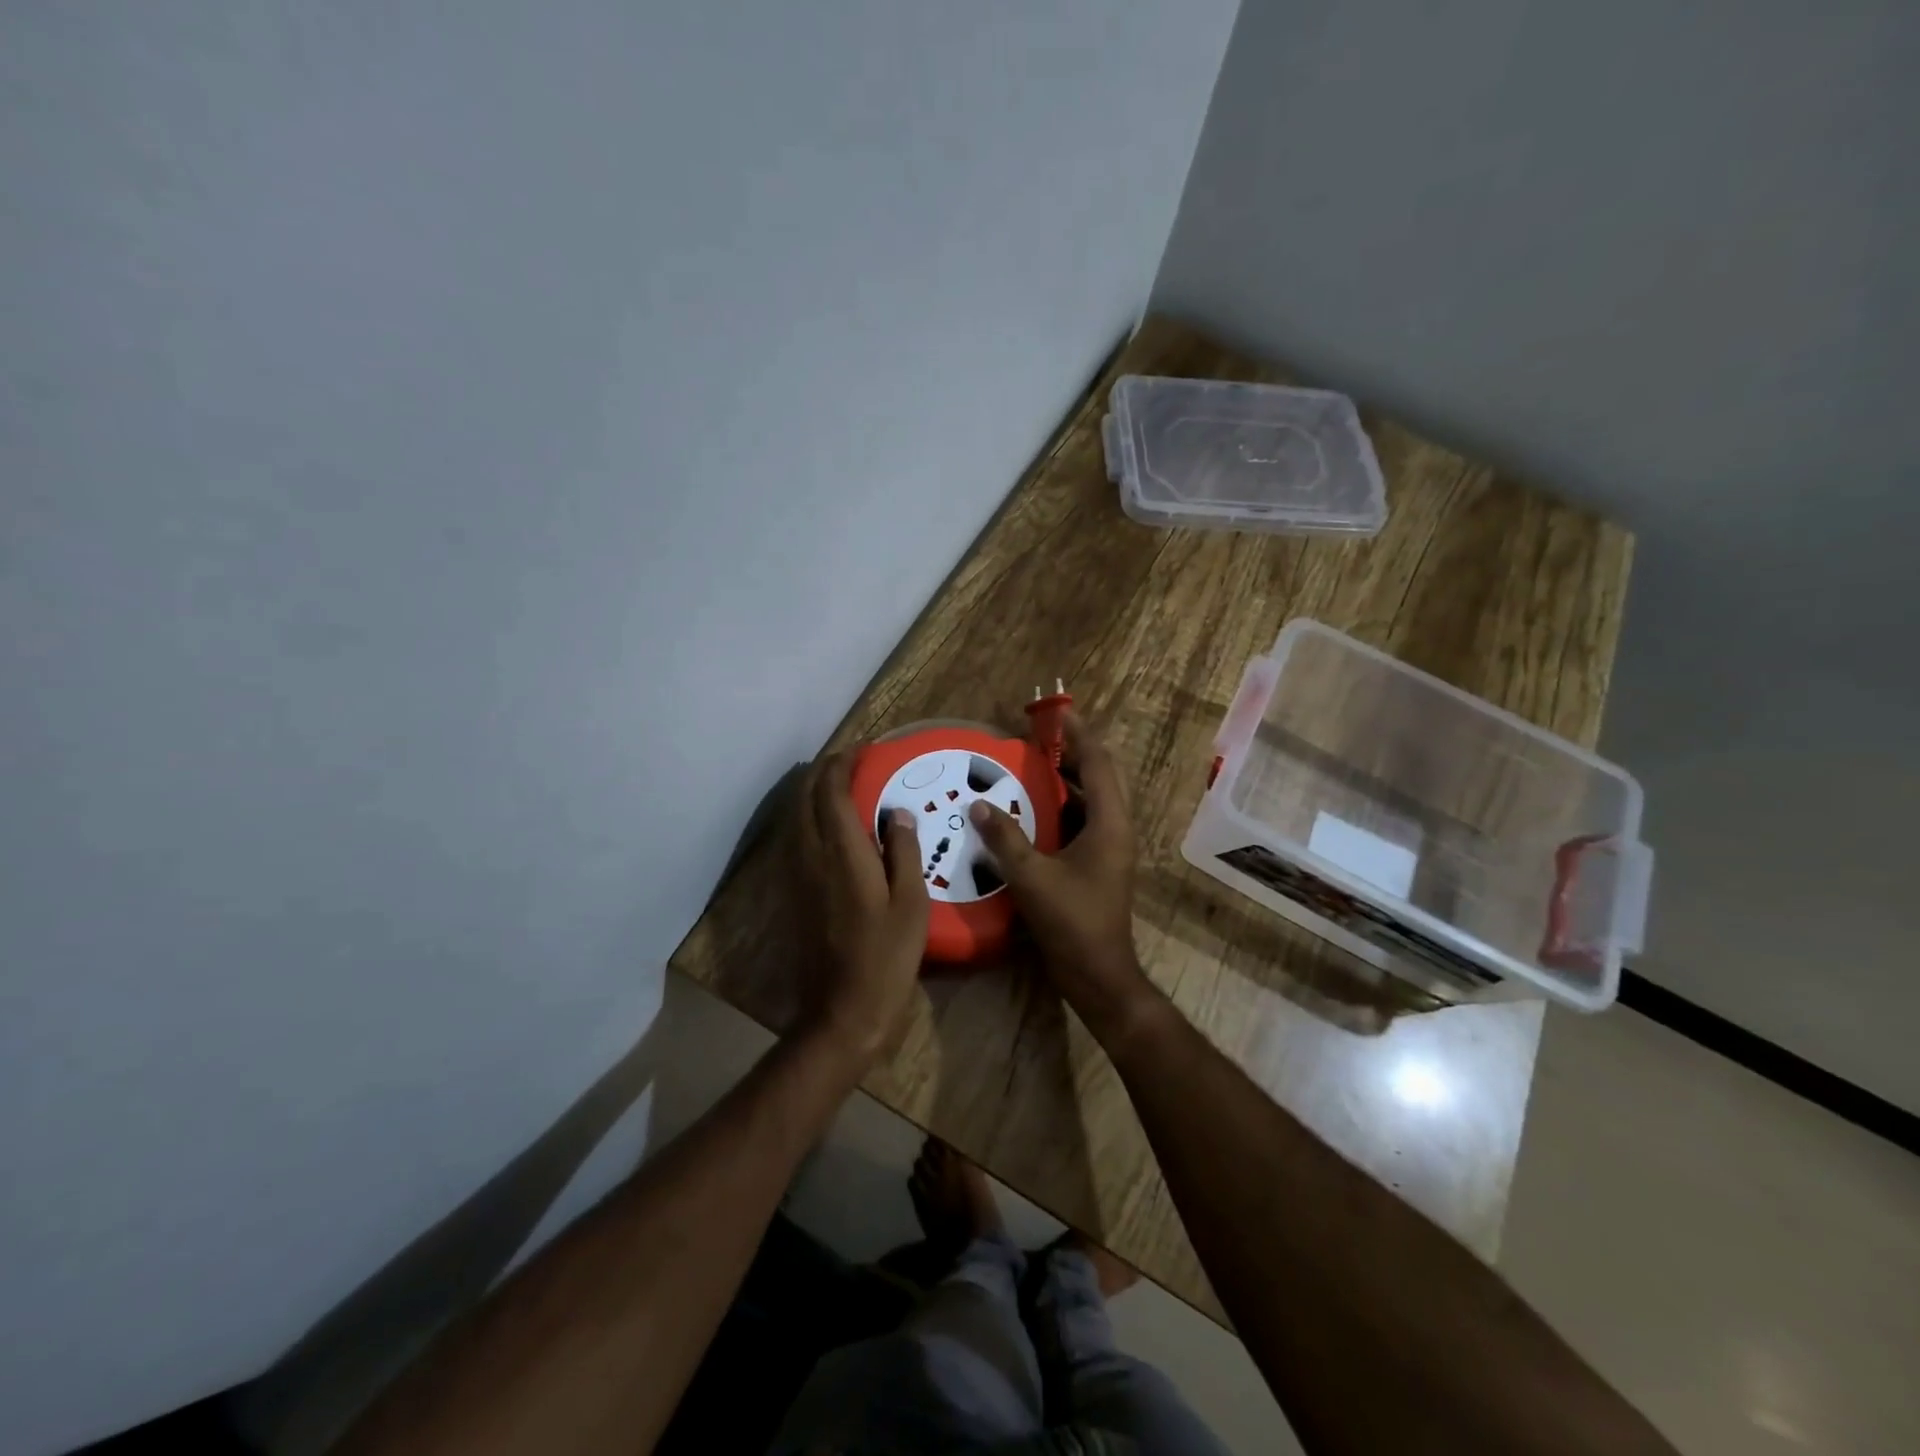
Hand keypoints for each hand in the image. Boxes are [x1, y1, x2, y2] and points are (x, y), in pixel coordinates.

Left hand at [795, 748, 929, 1066]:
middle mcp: (812, 855)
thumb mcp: (911, 903)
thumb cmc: (886, 957)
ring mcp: (797, 874)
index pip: (833, 791)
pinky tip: (830, 827)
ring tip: (843, 786)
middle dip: (826, 770)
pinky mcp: (793, 892)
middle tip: (854, 762)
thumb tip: (898, 813)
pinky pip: (796, 837)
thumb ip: (904, 852)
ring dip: (815, 792)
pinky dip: (809, 817)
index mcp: (842, 852)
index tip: (865, 750)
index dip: (845, 763)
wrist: (842, 1010)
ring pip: (796, 816)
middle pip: (807, 796)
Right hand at [968, 713, 1155, 1040]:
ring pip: (1093, 799)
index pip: (1098, 764)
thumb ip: (1004, 837)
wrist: (1098, 974)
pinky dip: (1063, 805)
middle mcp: (1116, 829)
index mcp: (1110, 824)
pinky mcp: (1099, 865)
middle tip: (1042, 737)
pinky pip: (1083, 821)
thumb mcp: (1032, 877)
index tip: (1058, 713)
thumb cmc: (1072, 922)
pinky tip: (1033, 809)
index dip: (1079, 736)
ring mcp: (1110, 849)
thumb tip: (979, 804)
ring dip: (1069, 778)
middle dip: (1075, 752)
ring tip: (1034, 764)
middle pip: (1102, 776)